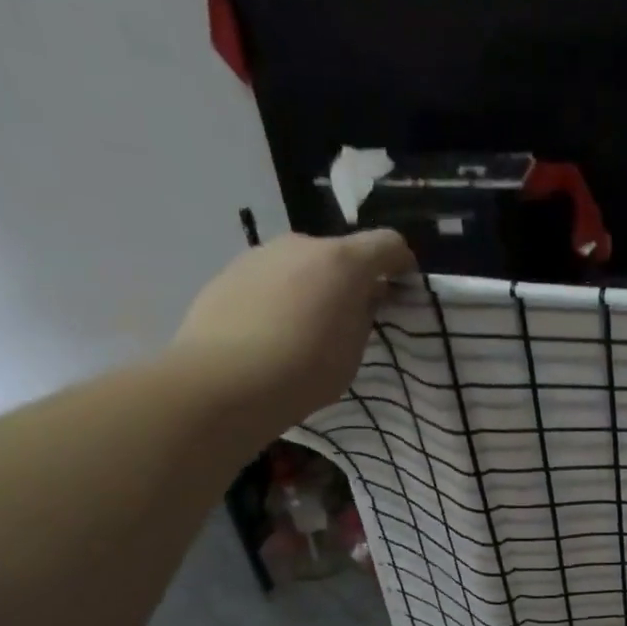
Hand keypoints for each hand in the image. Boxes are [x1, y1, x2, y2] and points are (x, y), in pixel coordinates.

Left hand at [172, 230, 415, 428]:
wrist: (224, 381)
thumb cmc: (305, 370)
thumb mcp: (353, 350)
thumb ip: (364, 314)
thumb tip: (365, 294)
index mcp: (342, 262)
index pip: (388, 244)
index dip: (402, 263)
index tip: (402, 289)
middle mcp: (302, 245)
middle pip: (340, 252)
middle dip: (352, 278)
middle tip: (351, 317)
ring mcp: (261, 255)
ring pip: (302, 264)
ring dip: (314, 285)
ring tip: (307, 327)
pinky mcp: (229, 272)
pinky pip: (271, 278)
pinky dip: (282, 295)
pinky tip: (272, 331)